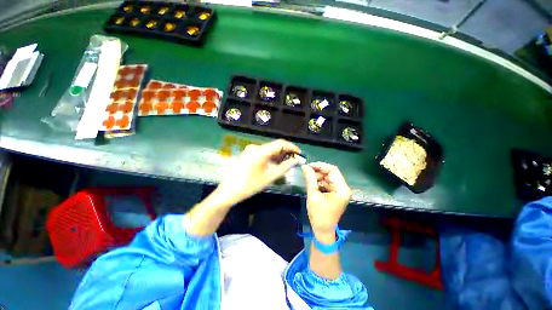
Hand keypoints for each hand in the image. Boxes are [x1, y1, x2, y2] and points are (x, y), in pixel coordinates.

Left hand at [215, 139, 301, 205]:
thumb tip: (296, 161)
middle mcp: (255, 147)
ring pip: (269, 149)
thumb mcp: (269, 177)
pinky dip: (271, 157)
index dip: (292, 147)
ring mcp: (250, 150)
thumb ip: (284, 167)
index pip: (281, 143)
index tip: (299, 153)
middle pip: (275, 146)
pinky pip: (263, 152)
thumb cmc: (250, 185)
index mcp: (261, 151)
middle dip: (286, 152)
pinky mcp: (248, 154)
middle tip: (294, 160)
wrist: (229, 191)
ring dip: (278, 155)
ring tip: (286, 163)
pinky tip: (275, 164)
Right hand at [302, 162, 351, 241]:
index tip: (308, 165)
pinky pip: (327, 183)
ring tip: (308, 179)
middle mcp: (343, 188)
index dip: (320, 166)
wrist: (323, 230)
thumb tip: (305, 166)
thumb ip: (310, 179)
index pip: (332, 170)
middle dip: (318, 171)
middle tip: (306, 172)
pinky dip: (319, 182)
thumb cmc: (319, 215)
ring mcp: (339, 191)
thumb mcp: (313, 195)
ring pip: (328, 178)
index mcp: (341, 189)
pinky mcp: (335, 194)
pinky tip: (312, 184)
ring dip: (318, 177)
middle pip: (331, 173)